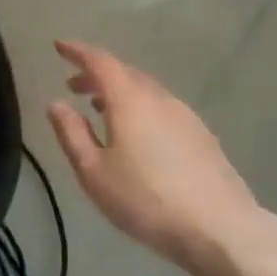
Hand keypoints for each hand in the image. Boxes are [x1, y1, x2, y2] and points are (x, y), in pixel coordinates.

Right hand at [47, 40, 263, 275]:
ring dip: (119, 92)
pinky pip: (162, 108)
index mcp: (130, 101)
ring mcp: (186, 116)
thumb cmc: (145, 200)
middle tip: (73, 85)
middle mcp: (160, 99)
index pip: (101, 62)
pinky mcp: (202, 136)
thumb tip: (57, 104)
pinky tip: (135, 133)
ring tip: (99, 109)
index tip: (59, 47)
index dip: (78, 52)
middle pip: (125, 73)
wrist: (219, 228)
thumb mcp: (94, 172)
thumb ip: (72, 134)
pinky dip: (140, 108)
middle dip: (96, 74)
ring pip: (146, 91)